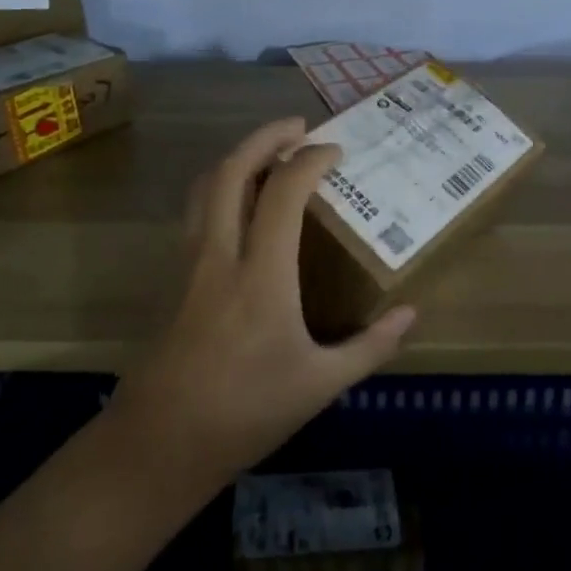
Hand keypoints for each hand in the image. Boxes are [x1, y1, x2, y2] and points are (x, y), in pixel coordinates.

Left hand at [111, 118, 416, 485]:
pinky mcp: (173, 276)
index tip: (336, 151)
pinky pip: (195, 210)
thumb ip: (370, 346)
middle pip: (232, 170)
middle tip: (298, 126)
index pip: (283, 192)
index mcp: (262, 274)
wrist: (159, 444)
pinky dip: (219, 185)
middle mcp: (221, 254)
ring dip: (237, 156)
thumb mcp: (320, 385)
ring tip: (268, 152)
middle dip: (265, 136)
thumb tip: (411, 315)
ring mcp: (189, 262)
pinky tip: (239, 203)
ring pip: (205, 186)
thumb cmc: (246, 413)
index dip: (310, 160)